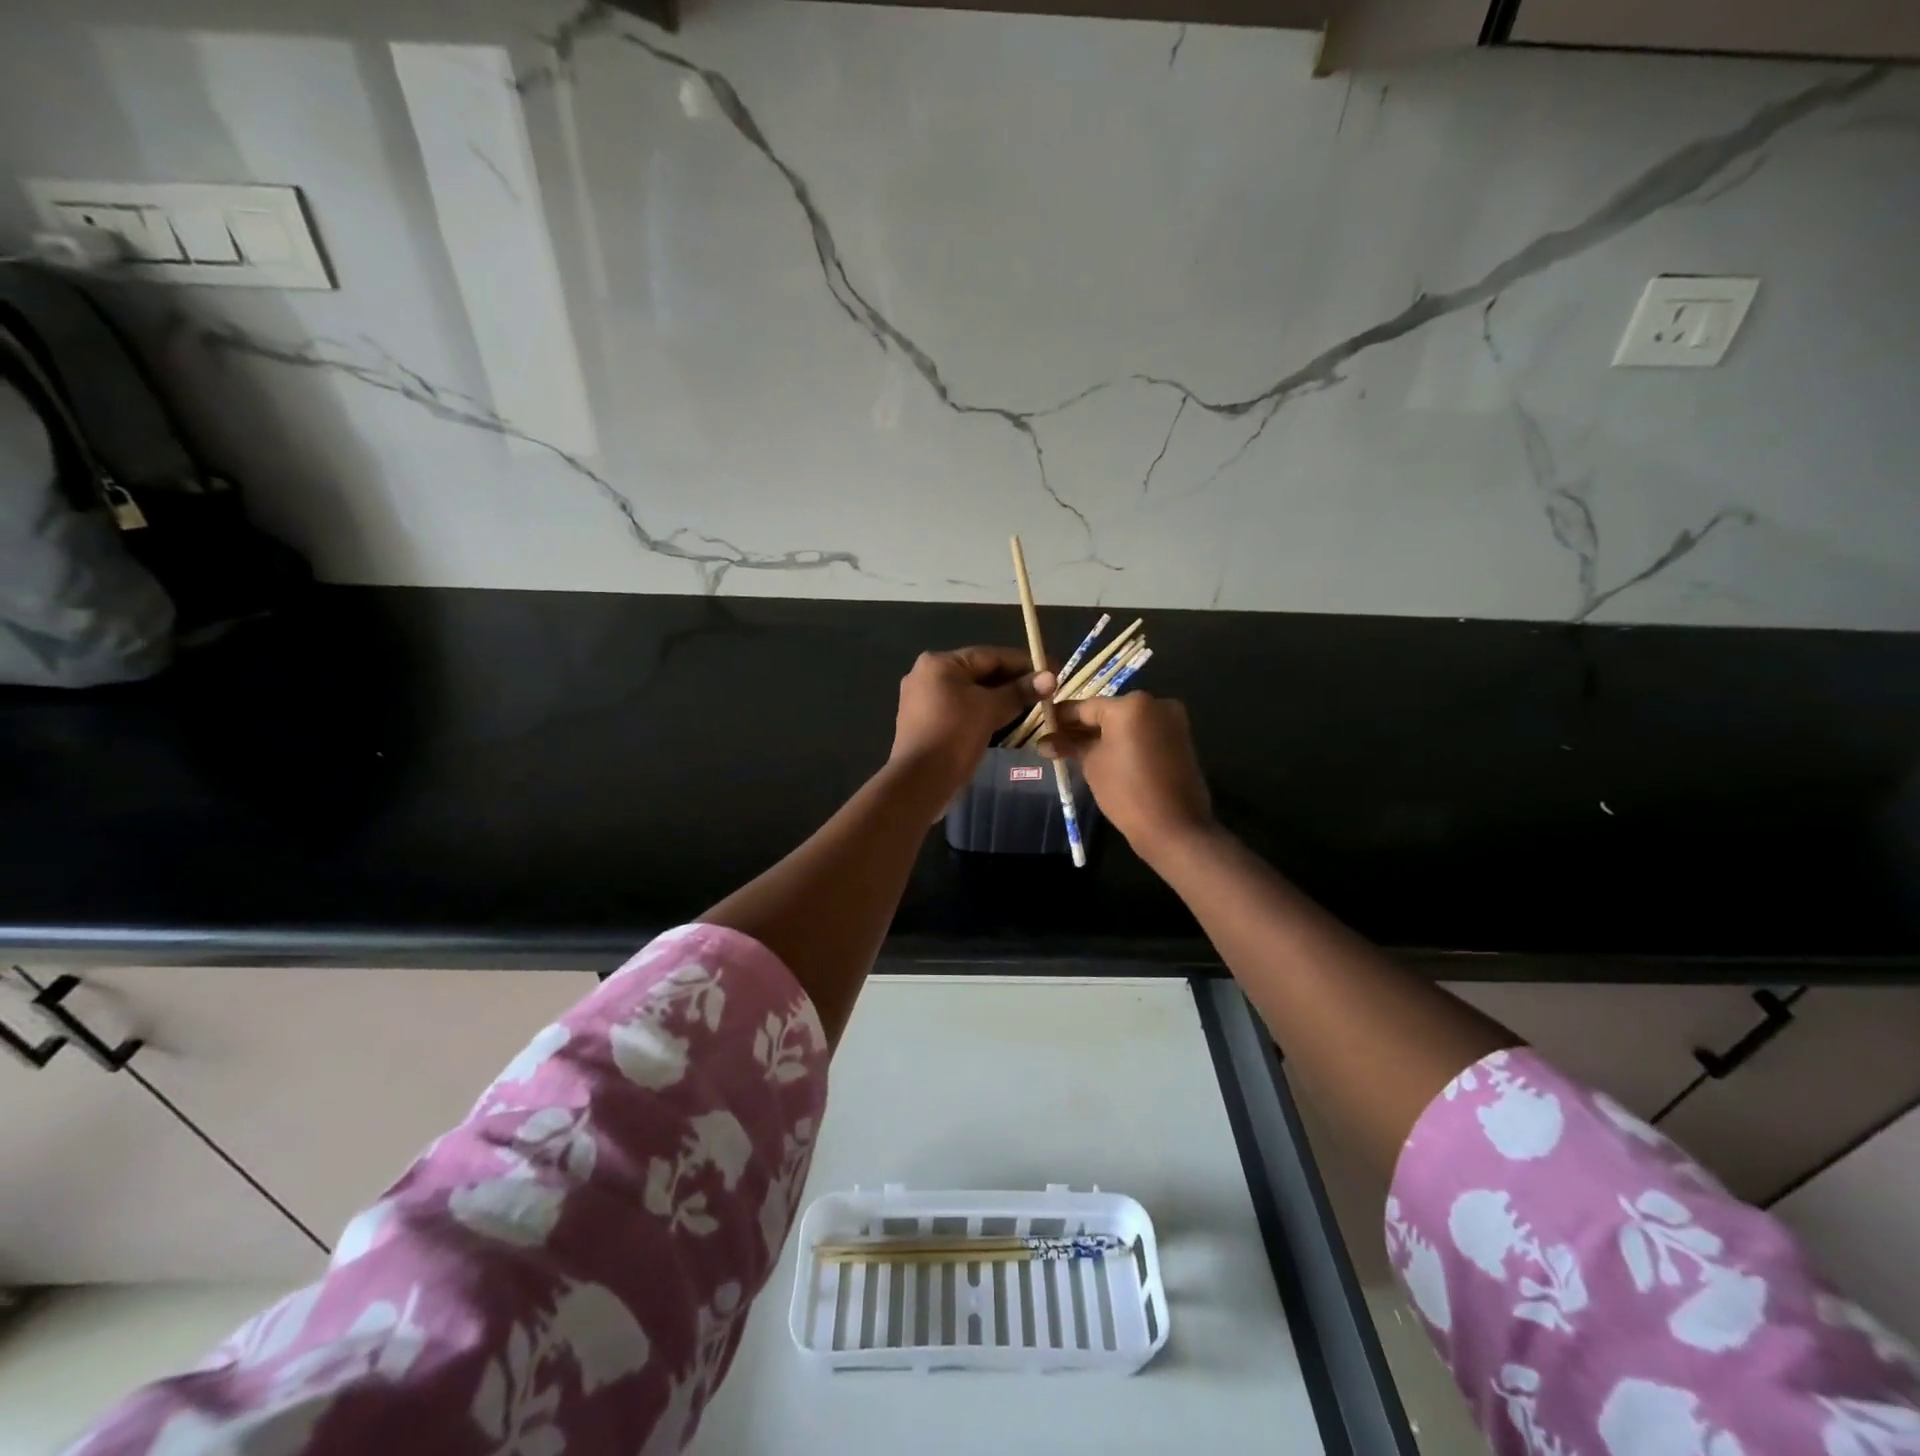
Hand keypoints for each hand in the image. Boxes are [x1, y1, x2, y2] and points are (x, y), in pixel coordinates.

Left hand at [889, 647, 1053, 802]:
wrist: (920, 780)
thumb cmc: (955, 735)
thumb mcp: (991, 709)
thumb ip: (1020, 691)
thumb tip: (1051, 678)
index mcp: (939, 662)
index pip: (991, 656)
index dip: (1025, 663)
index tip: (1052, 671)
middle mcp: (926, 674)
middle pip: (979, 673)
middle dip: (1013, 682)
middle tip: (1044, 691)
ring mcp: (922, 699)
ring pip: (970, 693)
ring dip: (999, 699)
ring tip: (1030, 707)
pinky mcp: (924, 722)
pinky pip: (960, 709)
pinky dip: (982, 712)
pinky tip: (1005, 720)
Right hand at [1042, 694, 1213, 859]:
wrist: (1174, 827)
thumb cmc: (1126, 792)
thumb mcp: (1092, 765)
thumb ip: (1070, 745)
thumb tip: (1045, 742)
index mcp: (1130, 705)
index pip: (1085, 707)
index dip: (1061, 717)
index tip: (1043, 726)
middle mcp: (1154, 703)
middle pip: (1108, 712)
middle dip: (1082, 727)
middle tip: (1056, 741)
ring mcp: (1171, 720)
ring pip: (1126, 722)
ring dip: (1102, 734)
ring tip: (1075, 750)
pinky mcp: (1180, 738)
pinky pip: (1143, 732)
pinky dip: (1124, 740)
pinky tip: (1102, 754)